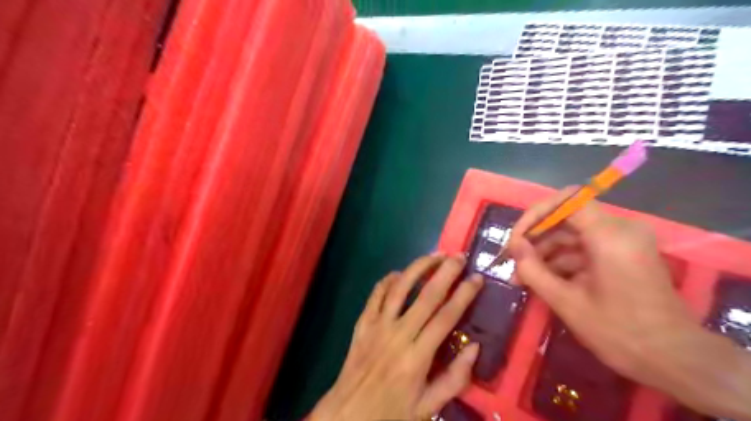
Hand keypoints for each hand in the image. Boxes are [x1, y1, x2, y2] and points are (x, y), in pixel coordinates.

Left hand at [309, 253, 480, 420]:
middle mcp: (398, 335)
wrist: (348, 415)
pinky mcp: (362, 323)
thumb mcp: (429, 407)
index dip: (464, 294)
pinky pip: (375, 295)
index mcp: (418, 357)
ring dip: (418, 268)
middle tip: (459, 256)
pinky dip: (387, 280)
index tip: (477, 278)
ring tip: (435, 255)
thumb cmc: (392, 412)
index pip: (446, 316)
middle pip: (426, 296)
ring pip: (400, 288)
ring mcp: (377, 326)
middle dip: (445, 272)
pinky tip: (399, 273)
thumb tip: (475, 347)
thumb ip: (455, 379)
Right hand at [504, 188, 697, 385]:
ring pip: (572, 233)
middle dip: (536, 238)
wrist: (675, 360)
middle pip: (566, 217)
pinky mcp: (622, 253)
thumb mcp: (567, 302)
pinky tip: (543, 279)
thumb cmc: (619, 332)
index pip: (567, 200)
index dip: (536, 214)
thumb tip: (514, 247)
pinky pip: (584, 247)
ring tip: (522, 276)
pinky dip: (562, 260)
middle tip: (513, 261)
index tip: (517, 239)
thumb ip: (533, 270)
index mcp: (610, 236)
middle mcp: (620, 229)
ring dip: (545, 251)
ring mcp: (623, 241)